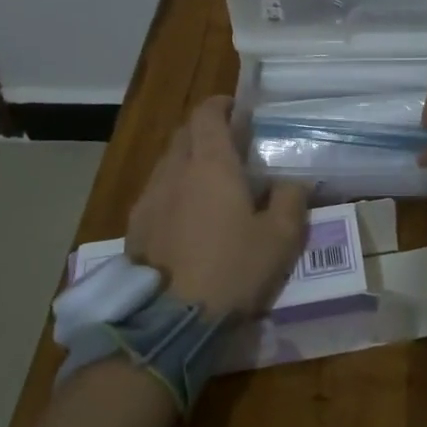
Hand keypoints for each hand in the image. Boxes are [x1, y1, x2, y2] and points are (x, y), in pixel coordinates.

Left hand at [126, 97, 308, 319]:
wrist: (169, 321)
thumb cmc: (231, 270)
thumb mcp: (280, 238)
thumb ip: (291, 200)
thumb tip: (292, 181)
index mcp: (211, 164)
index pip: (207, 113)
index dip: (221, 105)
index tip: (238, 111)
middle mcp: (175, 170)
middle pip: (185, 134)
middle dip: (206, 131)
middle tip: (231, 148)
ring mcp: (149, 198)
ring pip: (168, 162)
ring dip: (188, 161)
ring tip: (211, 185)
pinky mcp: (134, 226)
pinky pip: (156, 192)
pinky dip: (173, 191)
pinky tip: (187, 218)